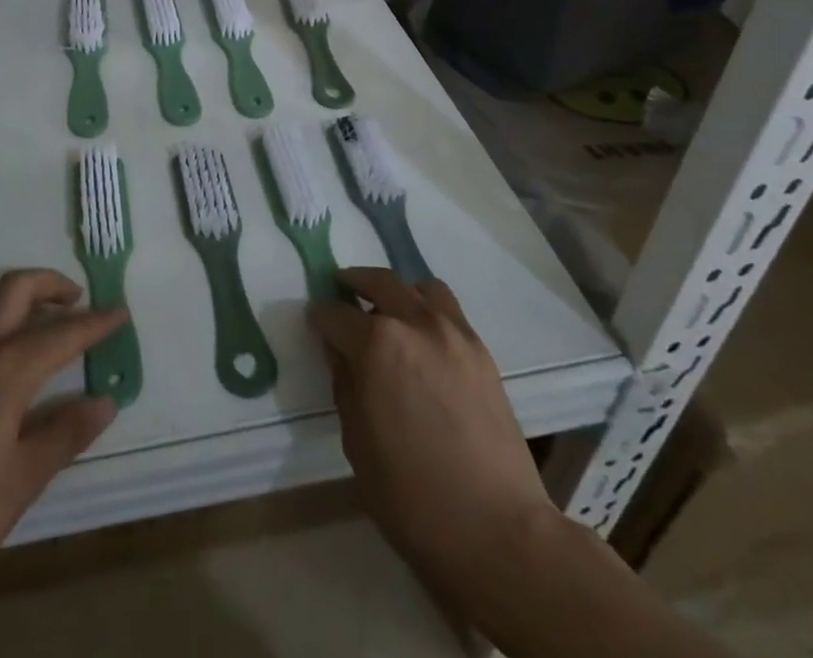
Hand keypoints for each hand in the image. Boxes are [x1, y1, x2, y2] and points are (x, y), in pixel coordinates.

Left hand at [0, 268, 126, 615]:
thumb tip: (105, 401)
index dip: (95, 323)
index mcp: (6, 369)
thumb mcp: (19, 482)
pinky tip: (0, 339)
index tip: (121, 313)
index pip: (62, 334)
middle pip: (17, 289)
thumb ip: (64, 435)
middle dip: (53, 285)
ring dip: (19, 289)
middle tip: (80, 301)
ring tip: (43, 310)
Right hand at [308, 268, 552, 593]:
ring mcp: (453, 333)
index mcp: (376, 345)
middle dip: (354, 281)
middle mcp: (414, 323)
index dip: (320, 317)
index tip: (314, 320)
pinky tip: (422, 335)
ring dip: (397, 290)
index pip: (336, 314)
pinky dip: (428, 307)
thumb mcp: (356, 443)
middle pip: (379, 281)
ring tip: (388, 308)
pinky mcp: (481, 351)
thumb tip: (339, 351)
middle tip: (341, 287)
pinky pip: (448, 309)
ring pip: (419, 287)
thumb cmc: (412, 496)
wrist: (498, 530)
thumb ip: (344, 384)